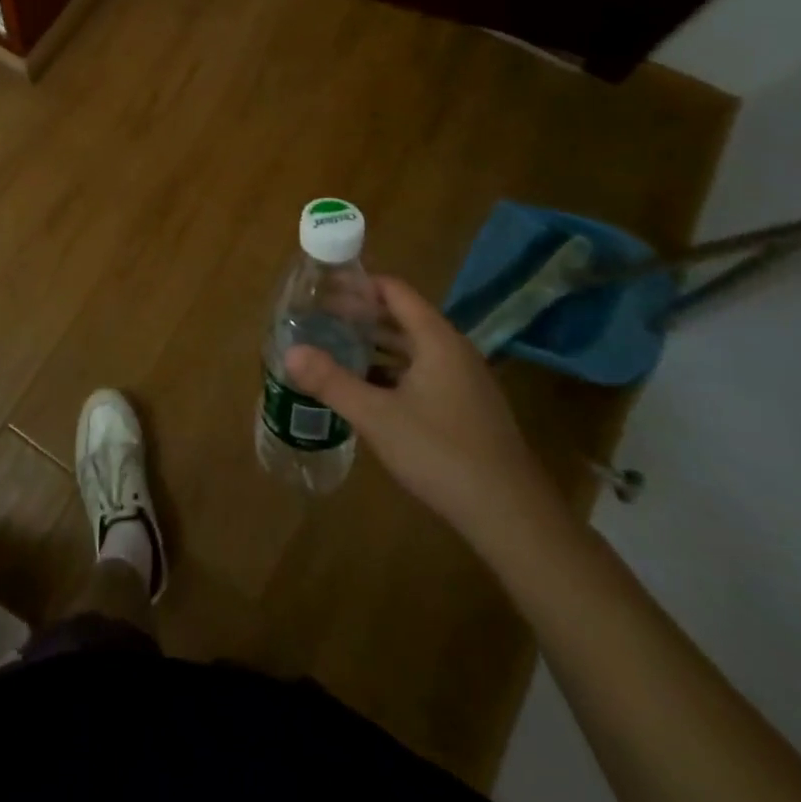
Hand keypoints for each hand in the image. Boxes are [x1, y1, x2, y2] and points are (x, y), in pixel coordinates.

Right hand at [286, 276, 564, 545]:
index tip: (323, 288)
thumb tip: (289, 352)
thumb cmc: (441, 452)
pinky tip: (366, 390)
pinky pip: (423, 374)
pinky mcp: (466, 409)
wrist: (511, 516)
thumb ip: (332, 381)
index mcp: (436, 340)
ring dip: (375, 346)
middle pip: (403, 317)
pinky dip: (392, 372)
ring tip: (335, 347)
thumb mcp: (377, 416)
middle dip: (361, 316)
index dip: (358, 285)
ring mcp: (464, 381)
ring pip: (412, 349)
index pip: (395, 291)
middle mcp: (453, 351)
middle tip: (319, 318)